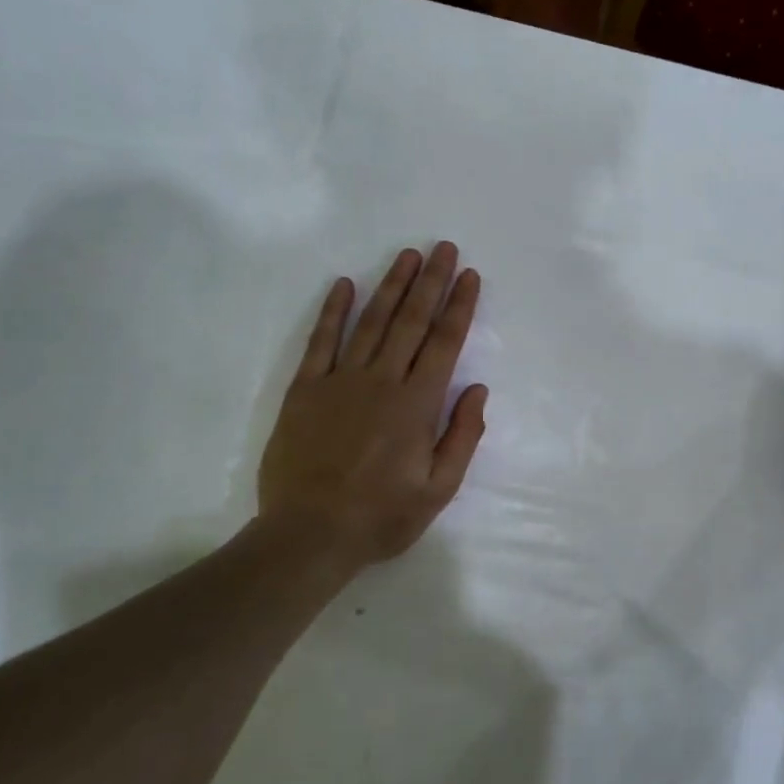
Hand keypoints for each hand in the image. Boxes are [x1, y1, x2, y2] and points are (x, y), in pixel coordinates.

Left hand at [256, 243, 488, 571]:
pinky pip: (321, 342)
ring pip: (371, 322)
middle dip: (431, 282)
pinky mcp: (305, 390)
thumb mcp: (438, 490)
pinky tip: (344, 285)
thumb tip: (478, 390)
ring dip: (391, 285)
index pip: (444, 343)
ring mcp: (339, 381)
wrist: (309, 534)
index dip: (459, 306)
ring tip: (407, 255)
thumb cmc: (381, 517)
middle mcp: (381, 381)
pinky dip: (333, 312)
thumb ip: (462, 437)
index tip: (470, 276)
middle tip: (444, 248)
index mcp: (417, 405)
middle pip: (411, 321)